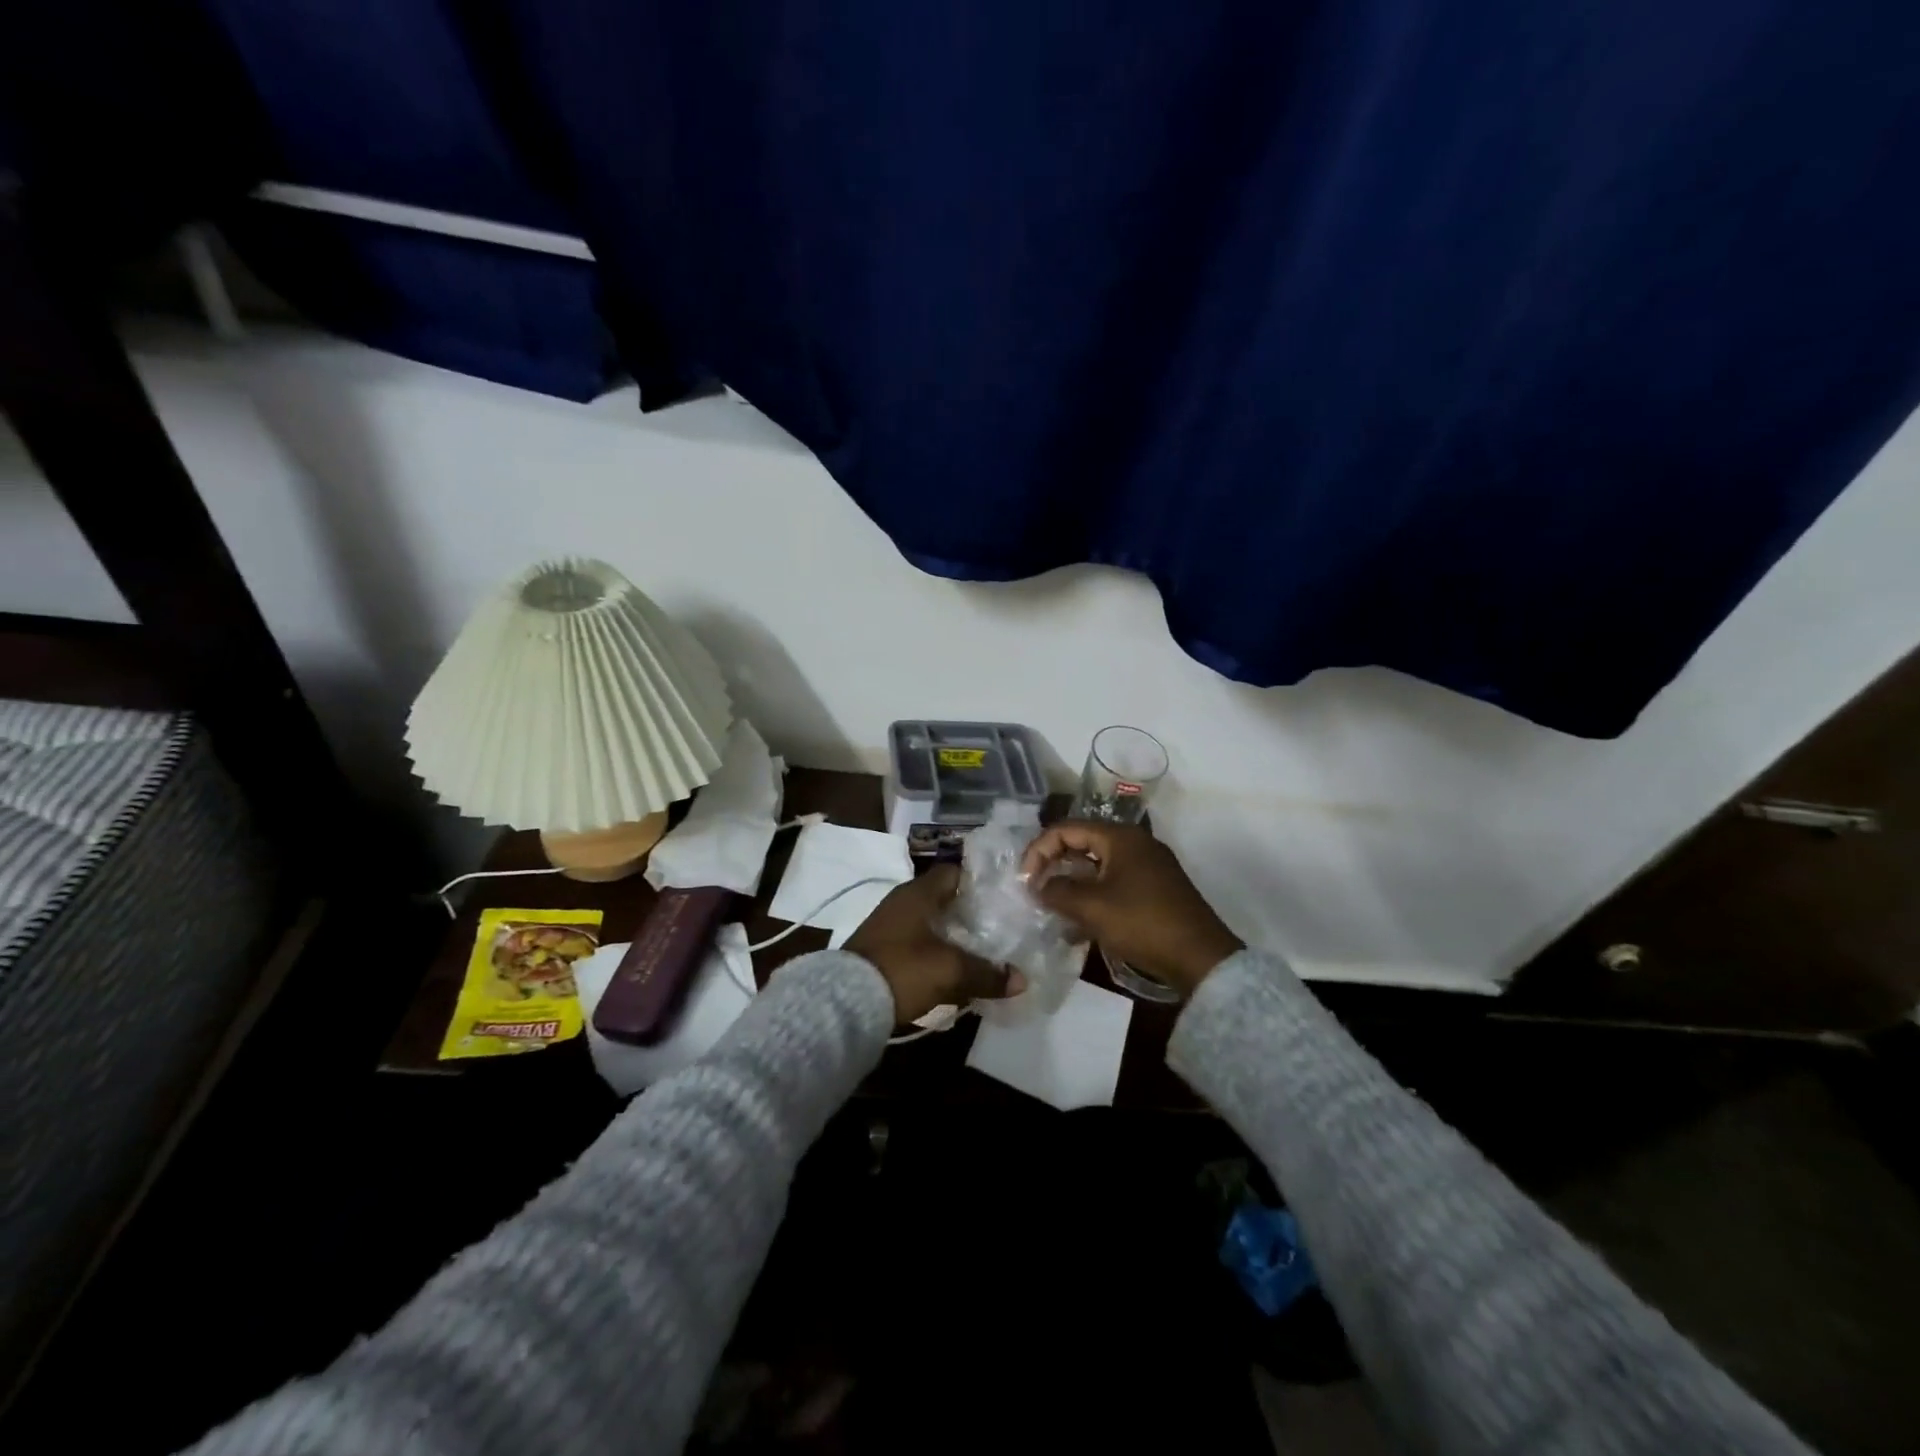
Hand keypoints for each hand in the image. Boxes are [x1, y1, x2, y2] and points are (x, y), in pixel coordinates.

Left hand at [845, 864, 1025, 1023]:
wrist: (845, 1002)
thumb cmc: (903, 969)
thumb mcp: (950, 971)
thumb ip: (987, 973)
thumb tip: (1021, 980)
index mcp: (918, 893)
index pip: (954, 872)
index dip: (979, 882)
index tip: (1003, 897)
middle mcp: (902, 902)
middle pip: (944, 900)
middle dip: (970, 914)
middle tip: (999, 928)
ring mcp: (889, 926)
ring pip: (931, 924)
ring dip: (952, 936)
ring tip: (982, 953)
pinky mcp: (882, 951)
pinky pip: (918, 944)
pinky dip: (936, 953)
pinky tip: (952, 972)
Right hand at [1020, 822, 1242, 997]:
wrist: (1201, 958)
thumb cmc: (1142, 923)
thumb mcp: (1091, 907)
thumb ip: (1057, 891)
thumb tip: (1038, 885)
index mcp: (1120, 837)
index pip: (1066, 829)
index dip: (1039, 850)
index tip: (1024, 880)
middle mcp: (1135, 843)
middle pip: (1082, 842)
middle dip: (1053, 864)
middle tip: (1034, 889)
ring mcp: (1148, 865)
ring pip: (1097, 865)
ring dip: (1071, 882)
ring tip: (1052, 906)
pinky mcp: (1155, 888)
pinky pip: (1113, 881)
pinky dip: (1092, 894)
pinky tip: (1079, 921)